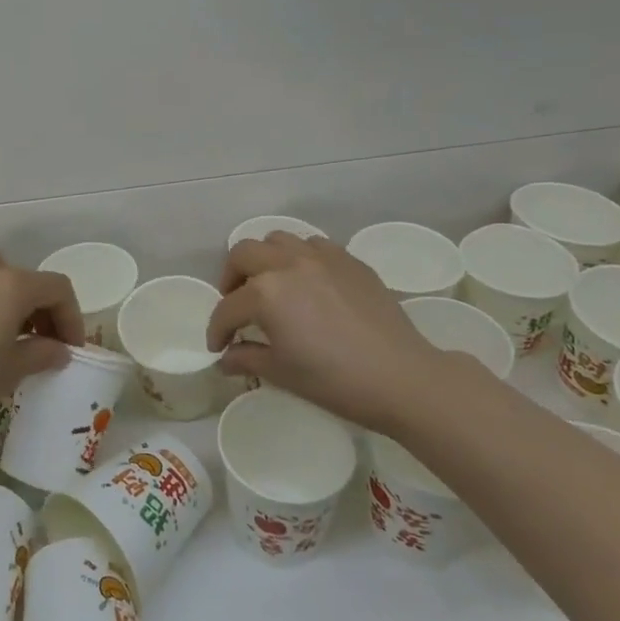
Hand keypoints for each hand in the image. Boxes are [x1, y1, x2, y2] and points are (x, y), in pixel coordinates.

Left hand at [0, 251, 83, 437]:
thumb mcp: (9, 372)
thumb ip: (41, 354)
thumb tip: (58, 350)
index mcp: (11, 284)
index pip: (57, 288)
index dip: (71, 317)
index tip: (69, 348)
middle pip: (24, 278)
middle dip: (39, 308)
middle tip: (39, 342)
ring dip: (5, 301)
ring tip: (1, 336)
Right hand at [206, 233, 448, 430]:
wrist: (402, 378)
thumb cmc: (335, 380)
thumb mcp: (282, 373)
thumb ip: (247, 358)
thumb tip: (226, 358)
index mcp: (266, 292)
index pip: (228, 308)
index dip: (218, 329)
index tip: (218, 346)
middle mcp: (288, 263)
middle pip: (243, 254)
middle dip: (231, 279)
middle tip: (236, 305)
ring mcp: (321, 257)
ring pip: (278, 240)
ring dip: (264, 260)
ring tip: (270, 285)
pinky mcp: (349, 260)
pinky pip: (313, 246)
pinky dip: (299, 258)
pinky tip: (307, 283)